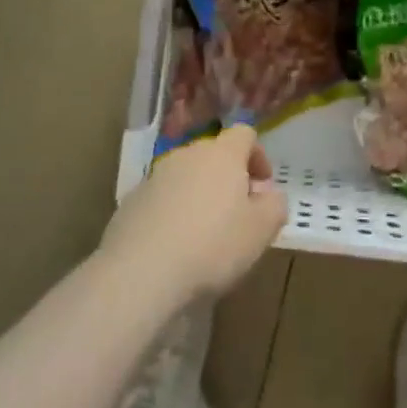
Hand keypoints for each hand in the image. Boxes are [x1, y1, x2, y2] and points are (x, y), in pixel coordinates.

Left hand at [100, 126, 286, 302]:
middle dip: (229, 177)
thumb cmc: (212, 246)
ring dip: (200, 194)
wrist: (140, 273)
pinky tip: (175, 245)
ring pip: (186, 176)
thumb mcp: (261, 230)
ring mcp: (155, 176)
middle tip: (238, 212)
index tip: (262, 185)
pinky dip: (173, 212)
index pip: (244, 134)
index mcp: (222, 154)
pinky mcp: (131, 201)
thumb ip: (275, 206)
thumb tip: (270, 195)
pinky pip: (162, 198)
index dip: (258, 155)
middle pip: (214, 154)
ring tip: (205, 232)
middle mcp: (187, 155)